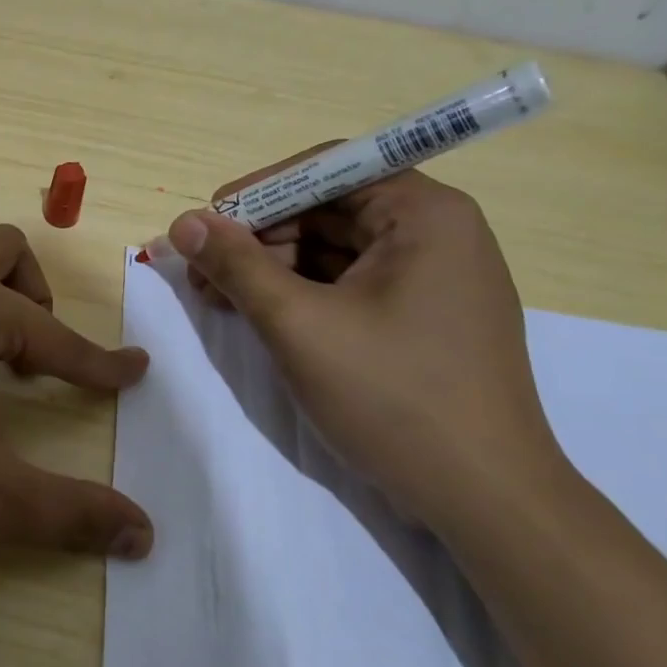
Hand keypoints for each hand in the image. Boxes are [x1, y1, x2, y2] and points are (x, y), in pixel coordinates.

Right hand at [166, 157, 566, 529]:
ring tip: (220, 300)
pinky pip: (351, 284)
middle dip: (259, 237)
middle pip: (328, 209)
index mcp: (424, 213)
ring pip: (334, 249)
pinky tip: (261, 316)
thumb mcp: (299, 324)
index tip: (206, 225)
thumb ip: (237, 265)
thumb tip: (183, 222)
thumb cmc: (392, 396)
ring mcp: (434, 277)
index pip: (327, 169)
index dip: (258, 192)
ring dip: (273, 268)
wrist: (484, 497)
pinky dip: (302, 294)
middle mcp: (437, 231)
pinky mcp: (425, 316)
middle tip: (202, 273)